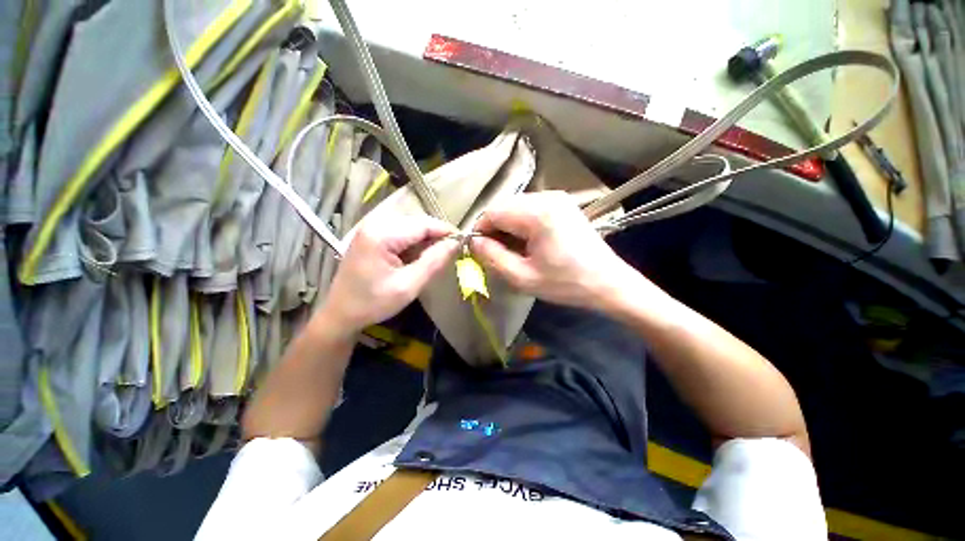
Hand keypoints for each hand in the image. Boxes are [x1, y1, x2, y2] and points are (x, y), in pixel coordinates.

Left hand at [318, 215, 458, 335]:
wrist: (341, 314)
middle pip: (417, 223)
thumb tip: (456, 243)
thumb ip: (434, 262)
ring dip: (425, 242)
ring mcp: (372, 228)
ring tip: (433, 261)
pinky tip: (415, 261)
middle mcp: (375, 224)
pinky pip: (402, 234)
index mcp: (381, 234)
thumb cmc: (373, 303)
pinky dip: (414, 245)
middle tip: (450, 255)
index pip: (424, 224)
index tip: (463, 243)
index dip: (446, 231)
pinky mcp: (372, 236)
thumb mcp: (409, 286)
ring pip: (411, 228)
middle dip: (436, 237)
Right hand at [470, 191, 640, 309]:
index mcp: (537, 214)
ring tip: (512, 251)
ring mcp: (557, 198)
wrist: (607, 283)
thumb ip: (492, 257)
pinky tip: (527, 243)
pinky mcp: (563, 204)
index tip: (478, 251)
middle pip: (504, 207)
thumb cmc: (566, 283)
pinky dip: (521, 224)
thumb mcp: (522, 277)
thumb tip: (474, 242)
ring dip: (507, 227)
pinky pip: (530, 209)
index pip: (493, 212)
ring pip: (516, 207)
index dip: (480, 231)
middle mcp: (547, 197)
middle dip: (494, 229)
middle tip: (496, 254)